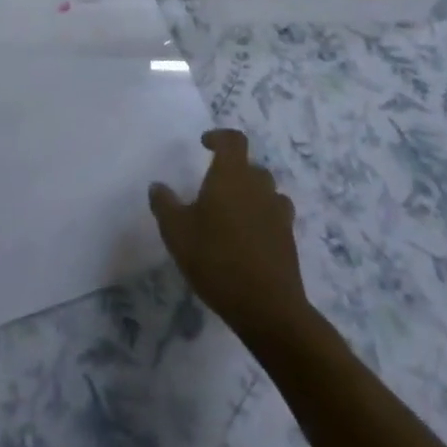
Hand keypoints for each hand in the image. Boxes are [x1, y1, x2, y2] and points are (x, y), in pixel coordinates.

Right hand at [149, 129, 307, 342]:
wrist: (268, 309)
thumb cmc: (216, 259)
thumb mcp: (176, 232)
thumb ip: (165, 204)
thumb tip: (158, 186)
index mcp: (231, 176)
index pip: (233, 141)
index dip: (220, 137)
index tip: (205, 145)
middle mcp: (259, 187)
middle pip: (251, 166)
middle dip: (234, 170)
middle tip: (214, 186)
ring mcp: (278, 214)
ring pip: (267, 191)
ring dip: (251, 194)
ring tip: (233, 212)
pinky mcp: (289, 240)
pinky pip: (275, 216)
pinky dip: (263, 218)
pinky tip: (248, 238)